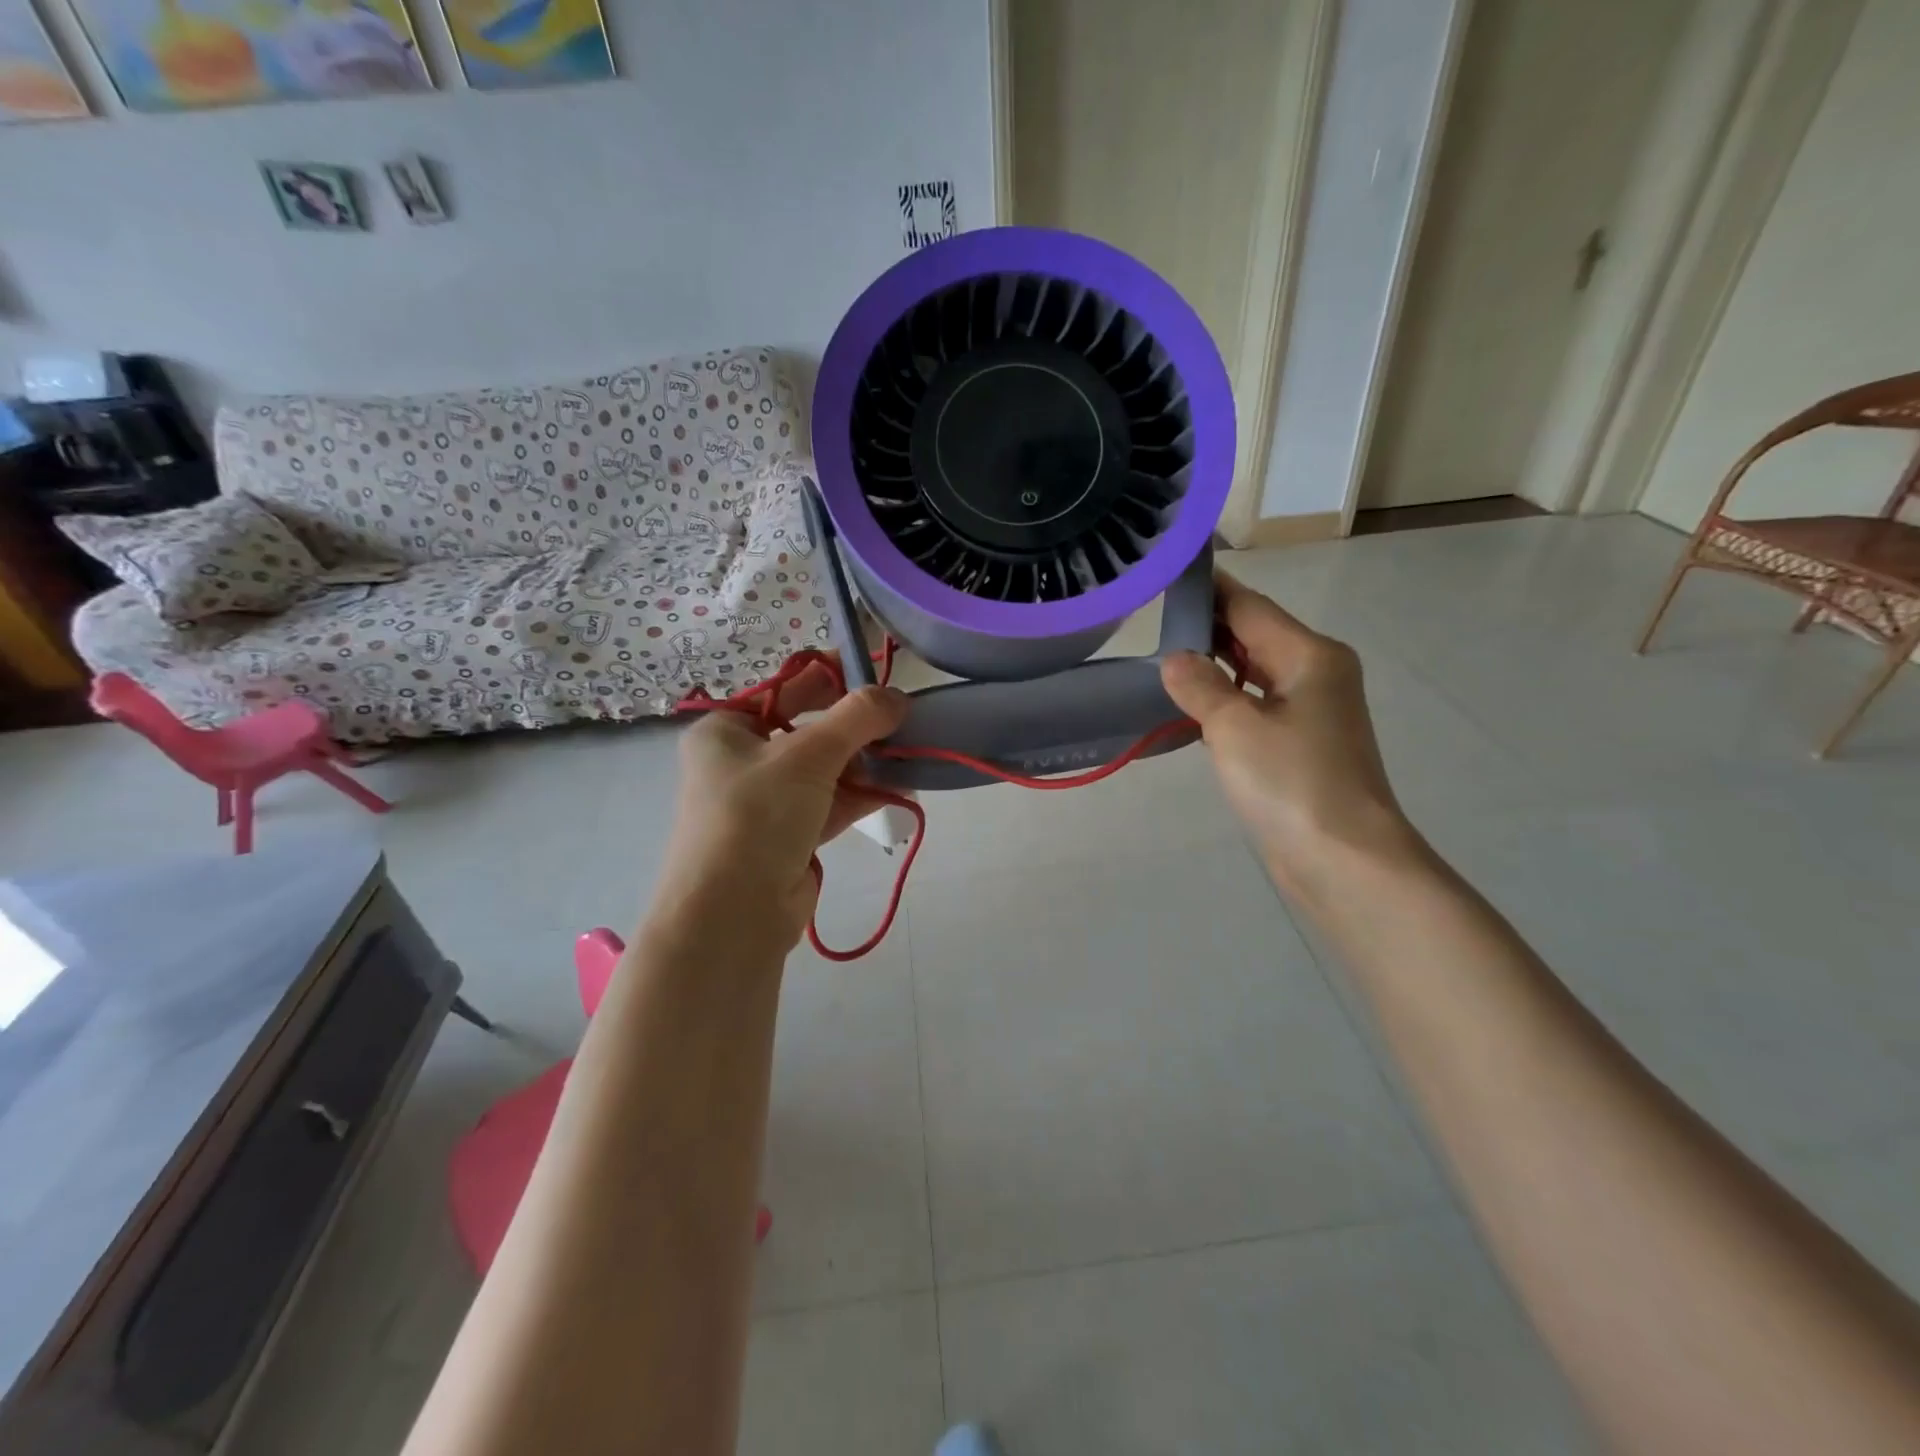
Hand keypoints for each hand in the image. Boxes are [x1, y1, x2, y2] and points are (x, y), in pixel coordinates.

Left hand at [650, 660, 908, 951]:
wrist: (732, 914)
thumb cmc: (757, 815)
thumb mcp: (807, 755)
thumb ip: (856, 718)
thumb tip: (897, 696)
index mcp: (726, 731)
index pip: (785, 690)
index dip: (831, 678)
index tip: (876, 675)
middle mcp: (740, 762)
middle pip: (807, 731)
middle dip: (854, 728)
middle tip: (900, 718)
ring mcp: (764, 803)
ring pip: (822, 770)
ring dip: (862, 763)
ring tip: (906, 753)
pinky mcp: (787, 837)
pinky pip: (828, 804)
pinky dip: (859, 795)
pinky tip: (896, 789)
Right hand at [1160, 573, 1419, 899]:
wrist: (1344, 861)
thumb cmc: (1292, 784)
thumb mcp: (1235, 727)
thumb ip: (1200, 686)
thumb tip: (1175, 659)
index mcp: (1310, 656)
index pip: (1250, 606)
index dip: (1211, 587)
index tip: (1169, 568)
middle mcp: (1316, 674)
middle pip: (1255, 635)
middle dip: (1208, 624)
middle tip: (1150, 612)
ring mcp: (1311, 712)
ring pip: (1254, 672)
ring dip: (1214, 662)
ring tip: (1160, 651)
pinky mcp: (1301, 746)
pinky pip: (1255, 705)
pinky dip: (1225, 698)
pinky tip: (1190, 703)